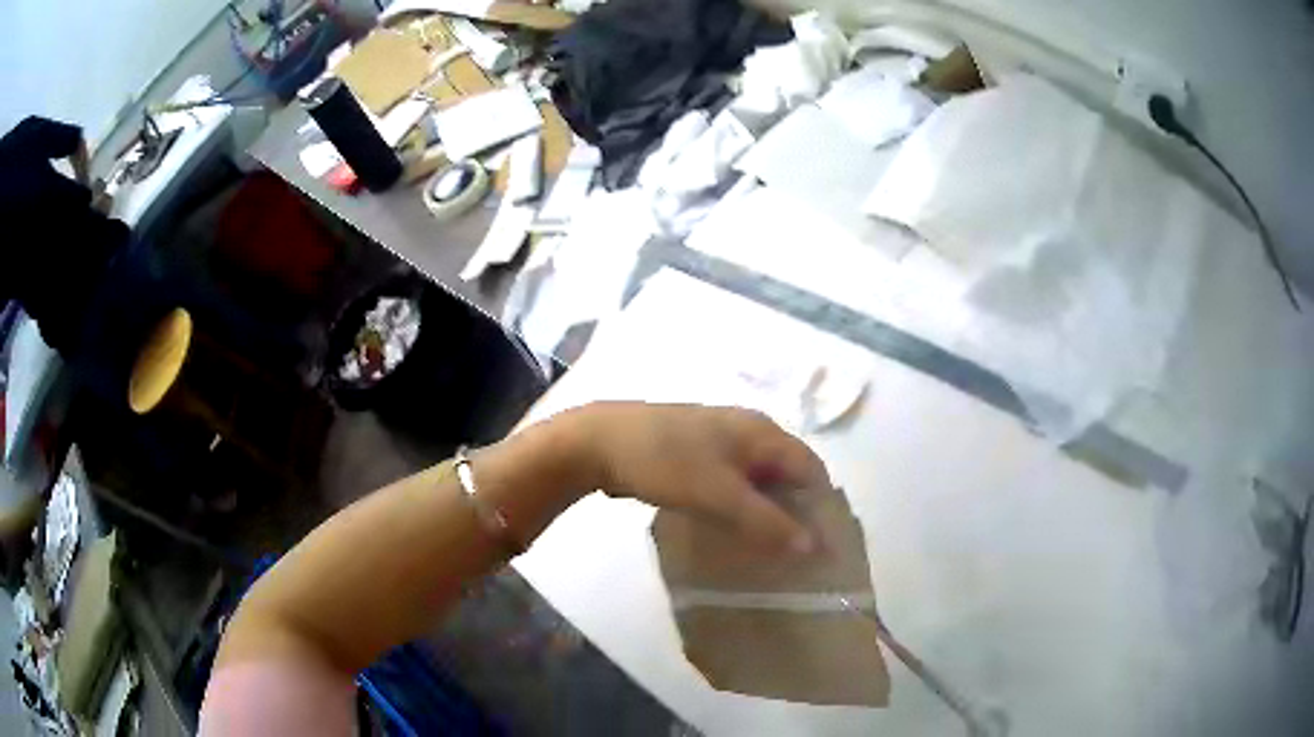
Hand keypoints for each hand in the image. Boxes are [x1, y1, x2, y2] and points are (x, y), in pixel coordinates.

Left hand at [569, 402, 831, 553]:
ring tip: (770, 549)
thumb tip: (813, 546)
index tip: (822, 546)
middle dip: (795, 511)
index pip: (811, 469)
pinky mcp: (695, 456)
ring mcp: (719, 442)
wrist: (599, 442)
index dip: (821, 506)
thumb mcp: (720, 495)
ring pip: (757, 480)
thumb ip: (767, 522)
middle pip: (786, 474)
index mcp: (761, 432)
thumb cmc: (666, 461)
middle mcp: (747, 431)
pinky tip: (734, 532)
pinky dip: (740, 507)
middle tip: (797, 553)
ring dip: (766, 511)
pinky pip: (731, 483)